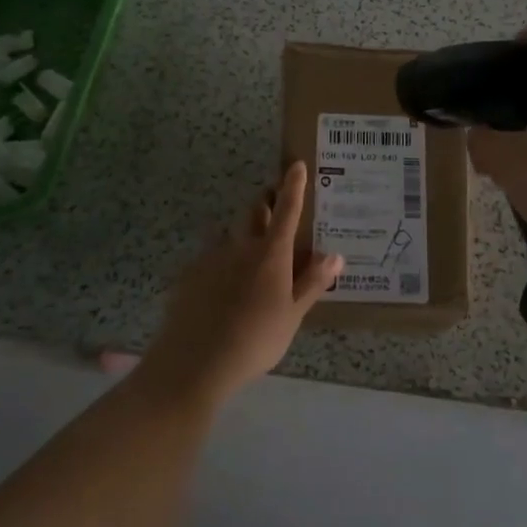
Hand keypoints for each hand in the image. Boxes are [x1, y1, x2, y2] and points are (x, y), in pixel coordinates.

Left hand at [140, 162, 343, 406]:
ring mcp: (212, 257)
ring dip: (244, 235)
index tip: (296, 164)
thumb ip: (312, 283)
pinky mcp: (190, 273)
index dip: (293, 186)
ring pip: (232, 235)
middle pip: (255, 212)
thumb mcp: (292, 316)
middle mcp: (241, 246)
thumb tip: (336, 255)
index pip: (287, 210)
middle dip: (267, 203)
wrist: (194, 362)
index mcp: (271, 254)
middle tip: (276, 205)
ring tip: (250, 256)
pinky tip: (222, 287)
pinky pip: (211, 257)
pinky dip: (222, 262)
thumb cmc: (255, 340)